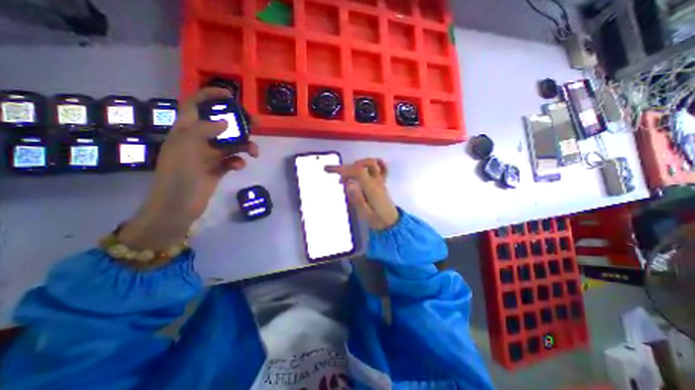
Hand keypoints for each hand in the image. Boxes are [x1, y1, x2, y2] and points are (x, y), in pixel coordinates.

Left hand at [117, 87, 259, 249]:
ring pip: (231, 144)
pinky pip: (233, 160)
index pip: (195, 105)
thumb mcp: (186, 148)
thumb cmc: (179, 176)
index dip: (209, 95)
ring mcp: (209, 155)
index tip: (230, 95)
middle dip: (238, 123)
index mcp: (186, 131)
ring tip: (254, 152)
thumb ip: (204, 131)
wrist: (178, 206)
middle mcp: (198, 140)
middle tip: (255, 124)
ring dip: (245, 146)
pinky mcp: (218, 168)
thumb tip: (225, 123)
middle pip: (221, 124)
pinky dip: (238, 161)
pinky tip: (238, 167)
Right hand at [325, 159, 395, 230]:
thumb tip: (348, 183)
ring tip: (349, 174)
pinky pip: (382, 167)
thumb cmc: (378, 220)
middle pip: (362, 165)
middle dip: (347, 167)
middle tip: (338, 177)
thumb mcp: (365, 213)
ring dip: (357, 165)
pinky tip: (364, 168)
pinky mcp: (382, 181)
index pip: (357, 171)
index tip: (331, 172)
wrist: (392, 223)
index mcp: (372, 188)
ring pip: (371, 163)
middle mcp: (377, 181)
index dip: (343, 170)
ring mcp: (381, 180)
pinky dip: (372, 164)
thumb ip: (357, 198)